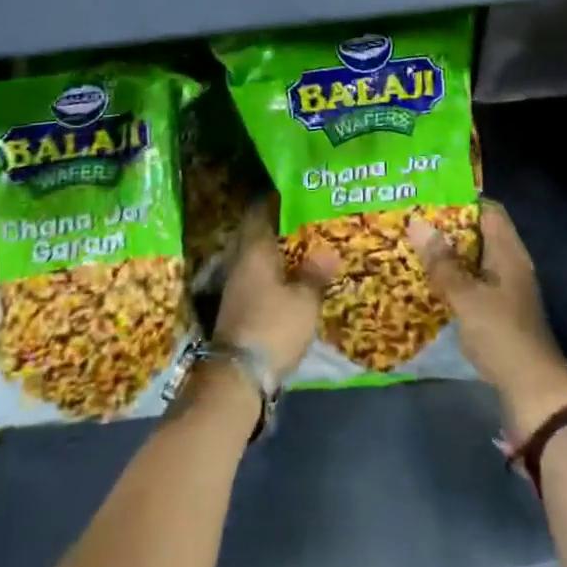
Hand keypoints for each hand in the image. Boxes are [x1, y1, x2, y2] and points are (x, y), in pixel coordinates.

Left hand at [214, 198, 337, 383]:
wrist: (239, 374)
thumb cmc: (273, 325)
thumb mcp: (304, 300)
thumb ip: (315, 273)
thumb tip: (329, 251)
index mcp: (255, 249)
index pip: (260, 212)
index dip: (275, 200)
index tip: (295, 192)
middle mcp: (241, 261)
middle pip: (258, 234)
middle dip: (279, 227)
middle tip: (307, 220)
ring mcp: (237, 285)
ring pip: (258, 257)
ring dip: (278, 252)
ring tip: (306, 248)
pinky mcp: (239, 307)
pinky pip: (259, 277)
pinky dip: (275, 273)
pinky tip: (292, 279)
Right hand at [410, 200, 566, 437]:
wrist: (534, 392)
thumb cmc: (502, 335)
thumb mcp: (466, 296)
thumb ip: (442, 261)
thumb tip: (416, 222)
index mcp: (509, 253)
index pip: (489, 210)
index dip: (461, 200)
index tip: (429, 197)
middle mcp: (510, 265)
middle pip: (479, 234)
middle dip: (448, 228)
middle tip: (413, 221)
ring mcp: (507, 290)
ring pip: (474, 260)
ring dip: (449, 255)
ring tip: (413, 247)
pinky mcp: (500, 313)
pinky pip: (473, 283)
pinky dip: (454, 279)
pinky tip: (429, 283)